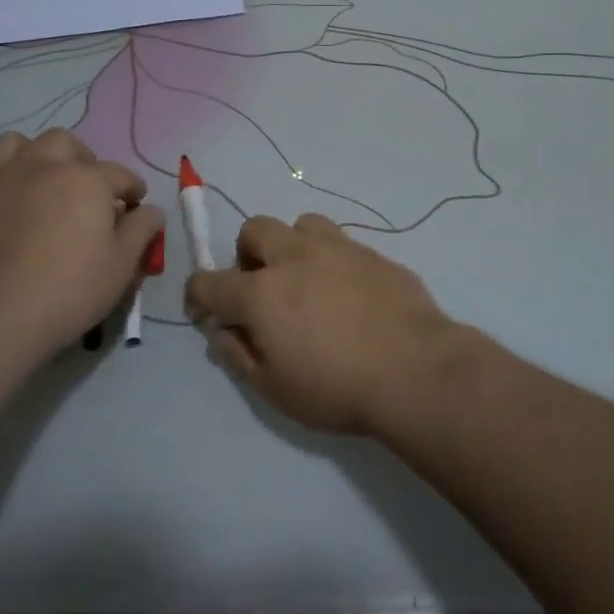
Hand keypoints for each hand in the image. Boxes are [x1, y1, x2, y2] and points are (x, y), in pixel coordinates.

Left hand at [0, 129, 162, 367]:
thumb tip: (152, 209)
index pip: (119, 173)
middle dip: (82, 159)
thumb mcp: (122, 266)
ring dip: (34, 156)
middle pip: (65, 143)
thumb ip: (142, 229)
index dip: (132, 188)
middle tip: (87, 189)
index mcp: (86, 179)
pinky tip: (2, 200)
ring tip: (42, 182)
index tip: (135, 205)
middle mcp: (42, 165)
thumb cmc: (68, 291)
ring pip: (17, 144)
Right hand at [186, 214, 457, 434]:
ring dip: (292, 246)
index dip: (198, 295)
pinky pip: (342, 243)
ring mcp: (338, 248)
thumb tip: (223, 332)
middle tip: (261, 287)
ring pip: (301, 224)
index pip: (209, 281)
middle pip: (254, 230)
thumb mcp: (275, 389)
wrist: (415, 370)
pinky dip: (333, 260)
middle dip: (247, 254)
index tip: (206, 311)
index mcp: (261, 292)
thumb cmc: (336, 387)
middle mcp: (294, 257)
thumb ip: (240, 356)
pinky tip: (350, 292)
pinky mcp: (373, 253)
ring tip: (307, 279)